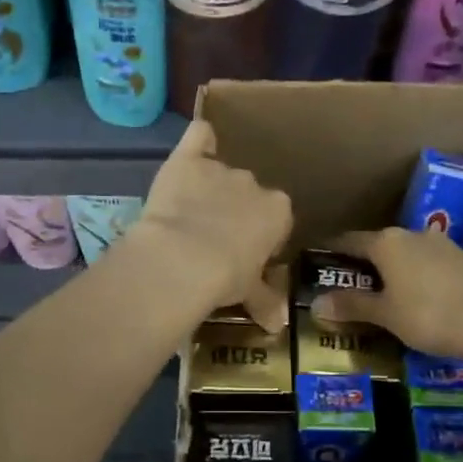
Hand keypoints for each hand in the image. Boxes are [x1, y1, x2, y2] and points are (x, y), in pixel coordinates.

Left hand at [128, 119, 292, 332]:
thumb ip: (265, 301)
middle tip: (214, 239)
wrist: (183, 259)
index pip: (277, 217)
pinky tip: (194, 146)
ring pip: (220, 172)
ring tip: (189, 214)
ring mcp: (220, 169)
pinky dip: (198, 139)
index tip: (244, 254)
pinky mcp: (186, 160)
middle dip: (234, 211)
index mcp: (278, 211)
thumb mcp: (249, 294)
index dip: (260, 235)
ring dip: (210, 188)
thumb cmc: (225, 278)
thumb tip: (279, 326)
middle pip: (248, 193)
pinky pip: (198, 135)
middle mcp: (254, 184)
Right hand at [310, 226, 462, 358]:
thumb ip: (352, 305)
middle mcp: (413, 235)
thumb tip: (315, 303)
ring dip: (397, 270)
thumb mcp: (385, 314)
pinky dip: (422, 278)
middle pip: (380, 246)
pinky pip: (433, 265)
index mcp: (386, 243)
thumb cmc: (429, 314)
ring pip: (409, 254)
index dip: (333, 251)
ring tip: (390, 294)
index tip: (321, 259)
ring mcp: (443, 245)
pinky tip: (425, 299)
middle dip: (366, 264)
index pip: (350, 241)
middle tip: (353, 284)